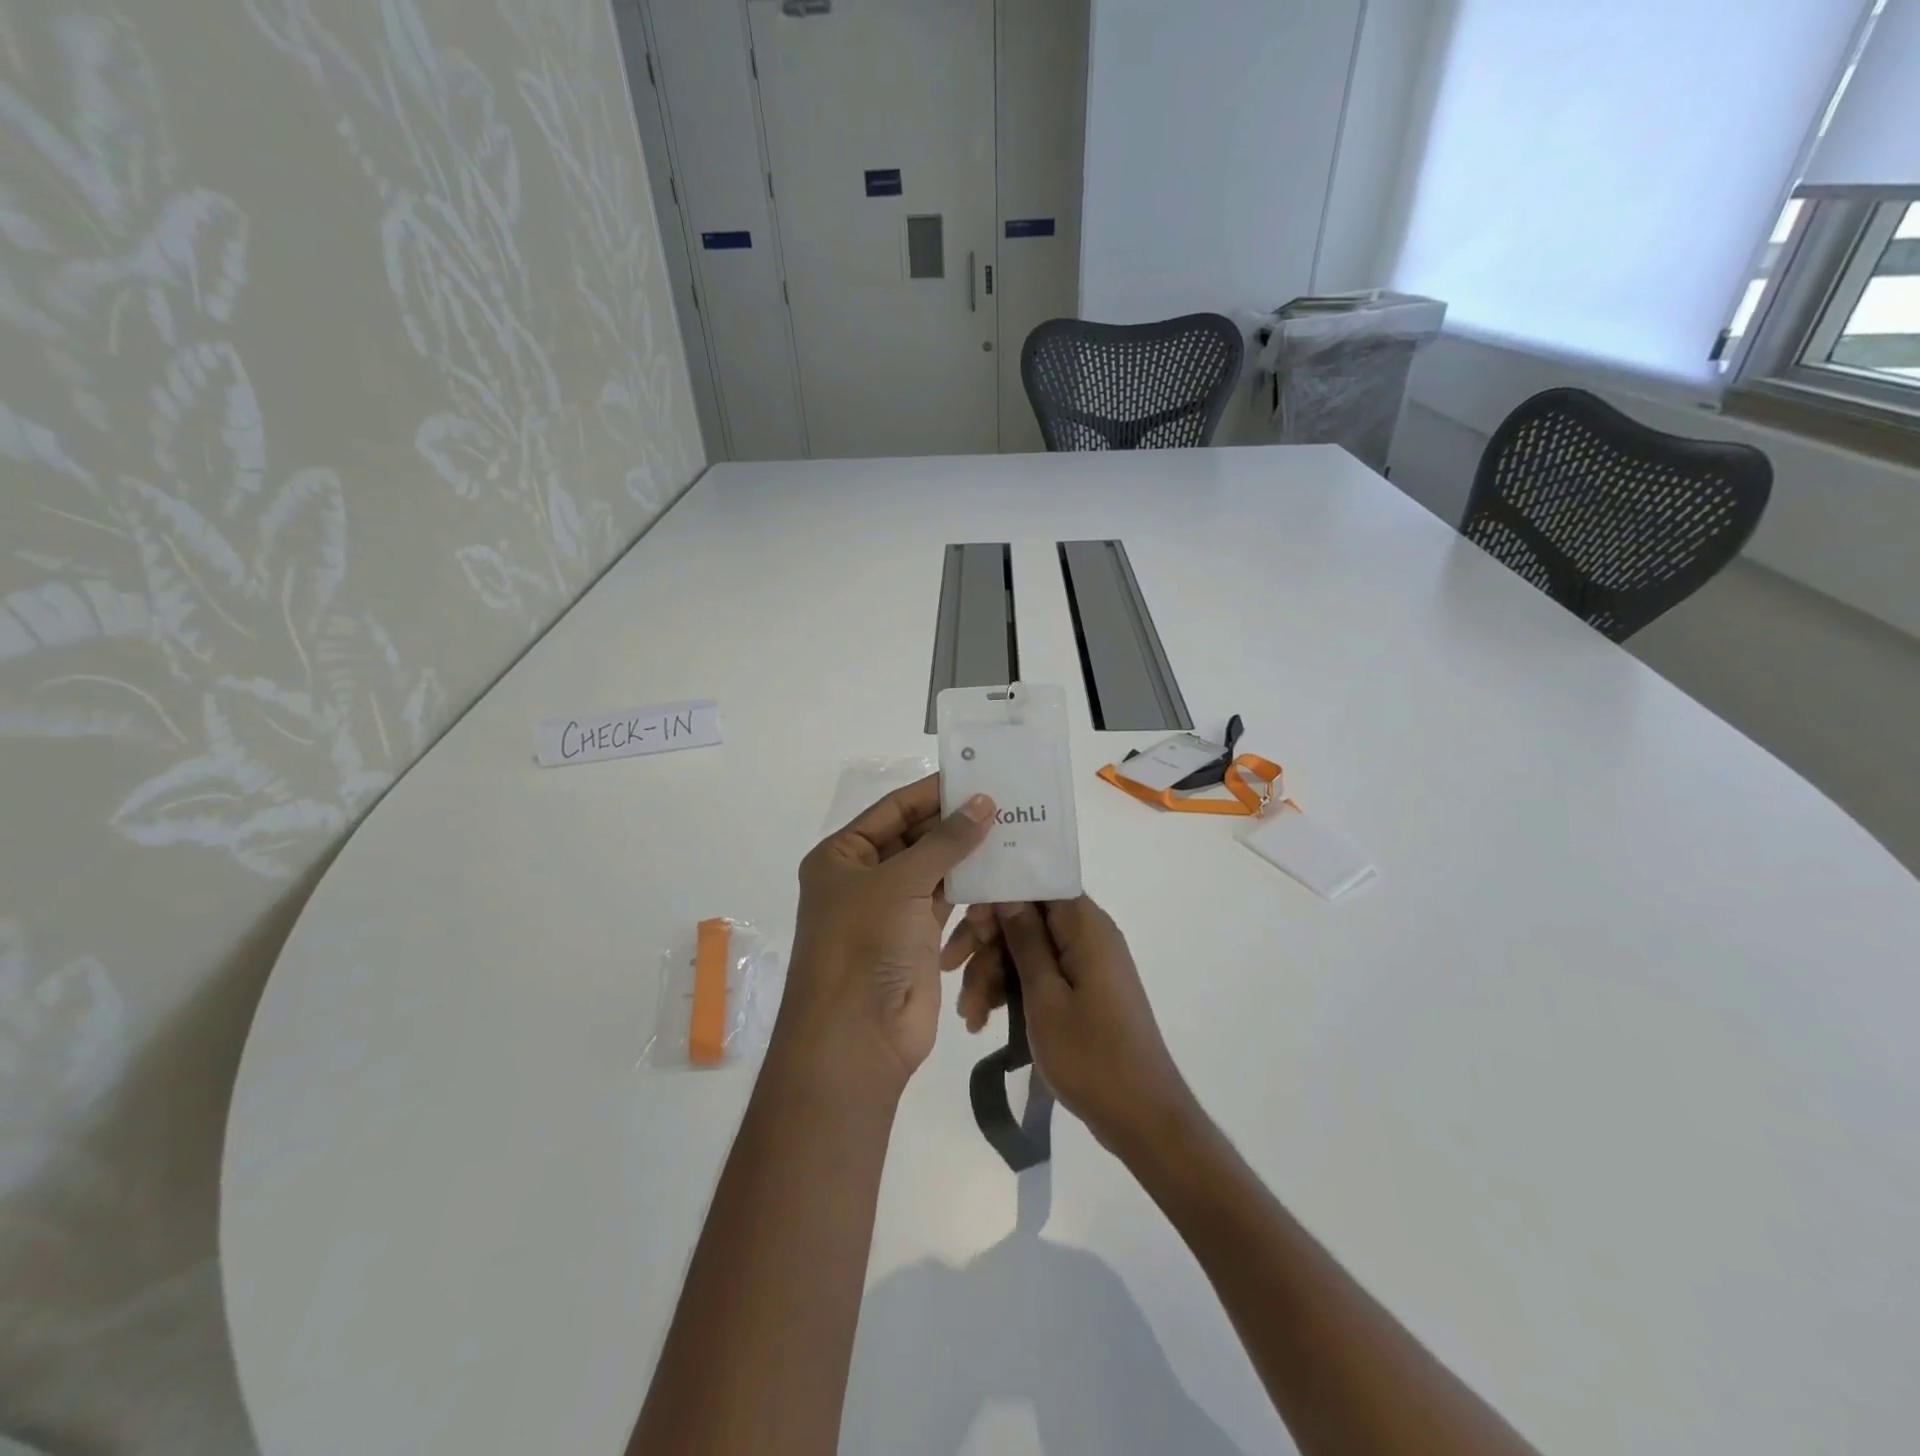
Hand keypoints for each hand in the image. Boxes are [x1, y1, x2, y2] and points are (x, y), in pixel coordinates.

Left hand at [777, 776, 995, 1097]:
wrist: (857, 1037)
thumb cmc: (865, 944)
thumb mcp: (901, 881)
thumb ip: (946, 841)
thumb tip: (984, 802)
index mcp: (842, 856)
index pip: (892, 810)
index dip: (931, 793)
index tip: (975, 777)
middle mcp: (864, 878)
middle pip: (915, 838)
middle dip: (954, 824)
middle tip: (1004, 803)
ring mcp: (891, 910)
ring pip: (934, 870)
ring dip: (966, 856)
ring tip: (1012, 830)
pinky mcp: (917, 939)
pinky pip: (947, 902)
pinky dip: (971, 889)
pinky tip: (1003, 871)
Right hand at [945, 897, 1196, 1156]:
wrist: (1141, 1118)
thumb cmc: (1091, 1055)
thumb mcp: (1045, 996)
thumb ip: (1024, 940)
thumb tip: (1007, 894)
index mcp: (1085, 925)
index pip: (1035, 885)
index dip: (996, 897)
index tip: (966, 926)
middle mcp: (1087, 935)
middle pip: (1025, 918)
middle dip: (985, 945)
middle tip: (949, 972)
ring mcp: (1086, 964)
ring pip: (1026, 950)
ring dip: (992, 975)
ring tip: (970, 1017)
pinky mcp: (1082, 990)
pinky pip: (1039, 975)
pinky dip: (1011, 992)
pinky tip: (984, 1022)